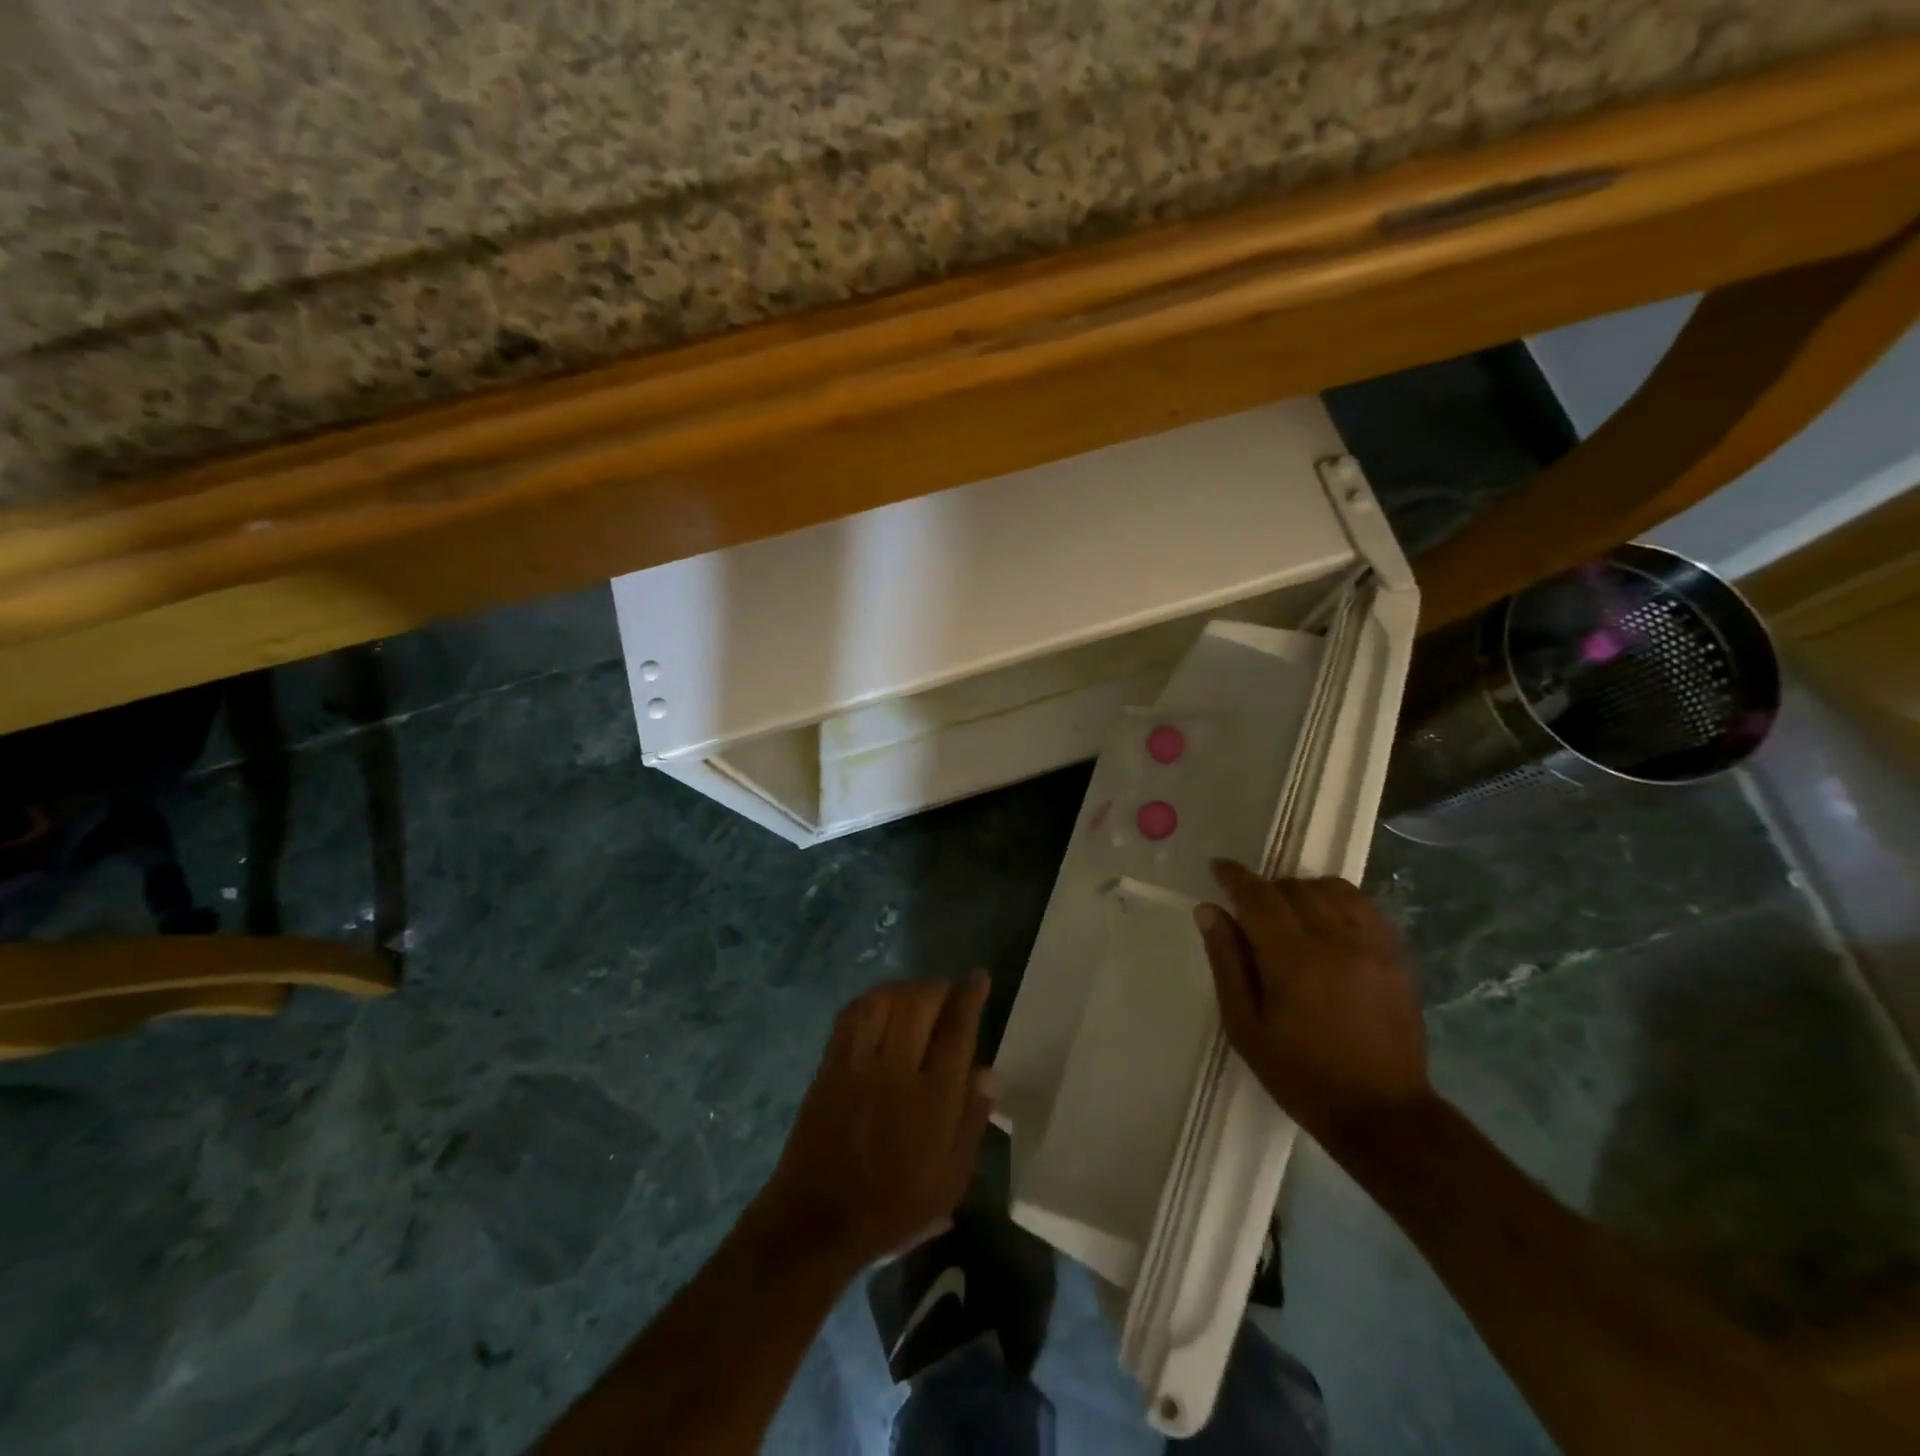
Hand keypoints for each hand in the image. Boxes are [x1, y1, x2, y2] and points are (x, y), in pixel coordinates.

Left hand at [760, 974, 994, 1269]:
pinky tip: (880, 1006)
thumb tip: (989, 1072)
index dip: (970, 997)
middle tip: (948, 992)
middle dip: (938, 988)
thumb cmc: (893, 1207)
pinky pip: (851, 1015)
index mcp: (932, 1100)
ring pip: (884, 1001)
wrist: (818, 1221)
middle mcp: (896, 1070)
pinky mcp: (830, 1065)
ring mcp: (858, 1064)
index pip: (956, 1031)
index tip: (978, 978)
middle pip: (920, 1003)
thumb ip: (971, 1121)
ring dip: (905, 989)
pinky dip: (870, 1000)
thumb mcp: (949, 1180)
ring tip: (916, 997)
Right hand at [1195, 861, 1433, 1149]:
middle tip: (1250, 911)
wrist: (1382, 1113)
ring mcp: (1373, 947)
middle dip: (1265, 889)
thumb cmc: (1300, 1075)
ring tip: (1289, 914)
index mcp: (1293, 962)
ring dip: (1302, 891)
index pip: (1258, 898)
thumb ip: (1226, 962)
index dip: (1235, 877)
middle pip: (1294, 888)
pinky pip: (1364, 906)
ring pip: (1332, 889)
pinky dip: (1338, 901)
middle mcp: (1336, 943)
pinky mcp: (1397, 956)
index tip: (1218, 867)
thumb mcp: (1245, 1027)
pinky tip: (1326, 921)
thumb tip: (1209, 910)